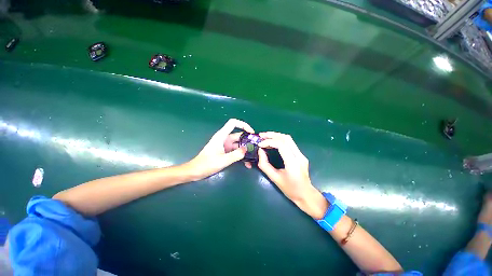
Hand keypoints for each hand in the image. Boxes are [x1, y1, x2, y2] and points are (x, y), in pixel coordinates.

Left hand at [185, 119, 253, 180]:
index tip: (251, 132)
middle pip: (239, 135)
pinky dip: (241, 155)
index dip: (243, 124)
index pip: (233, 123)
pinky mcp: (225, 152)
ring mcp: (225, 145)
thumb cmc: (207, 164)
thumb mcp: (223, 160)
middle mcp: (224, 139)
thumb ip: (236, 155)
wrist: (196, 171)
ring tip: (254, 156)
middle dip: (248, 140)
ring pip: (238, 144)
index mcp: (222, 136)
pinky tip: (247, 163)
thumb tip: (247, 149)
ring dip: (245, 149)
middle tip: (257, 147)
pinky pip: (236, 151)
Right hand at [257, 132, 327, 218]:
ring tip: (265, 137)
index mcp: (293, 163)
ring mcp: (301, 154)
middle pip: (286, 138)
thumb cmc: (290, 189)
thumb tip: (260, 151)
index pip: (281, 145)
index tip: (260, 144)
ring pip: (288, 139)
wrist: (305, 194)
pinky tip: (272, 142)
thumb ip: (265, 164)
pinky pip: (289, 143)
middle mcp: (299, 156)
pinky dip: (279, 140)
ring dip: (276, 136)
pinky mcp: (300, 154)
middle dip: (272, 135)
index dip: (269, 142)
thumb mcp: (274, 178)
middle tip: (261, 135)